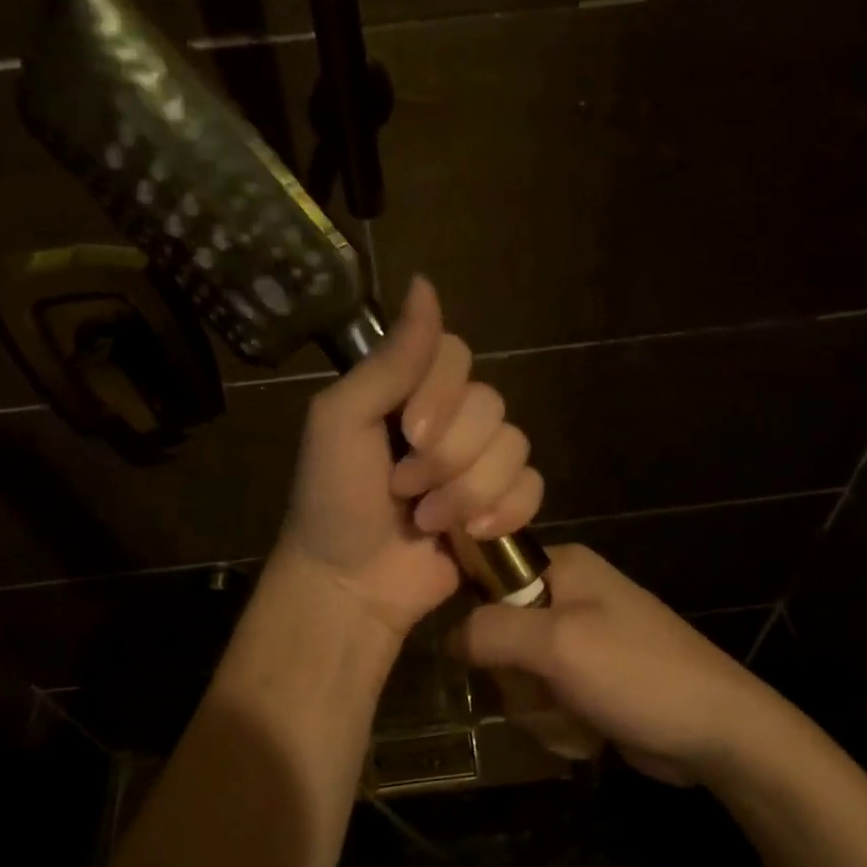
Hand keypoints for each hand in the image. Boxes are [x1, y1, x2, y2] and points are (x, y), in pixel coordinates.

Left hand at [277, 277, 543, 638]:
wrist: (350, 584)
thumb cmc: (333, 499)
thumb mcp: (342, 420)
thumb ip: (389, 360)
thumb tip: (425, 282)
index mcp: (410, 391)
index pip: (458, 355)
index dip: (442, 395)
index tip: (407, 432)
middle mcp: (451, 418)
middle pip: (491, 405)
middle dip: (447, 457)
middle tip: (402, 487)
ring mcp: (480, 463)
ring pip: (515, 447)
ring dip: (468, 491)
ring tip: (427, 519)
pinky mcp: (502, 505)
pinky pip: (533, 486)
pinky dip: (504, 511)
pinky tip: (471, 535)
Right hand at [452, 544, 787, 782]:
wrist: (717, 731)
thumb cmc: (637, 673)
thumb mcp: (557, 644)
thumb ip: (490, 631)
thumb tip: (445, 637)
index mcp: (561, 567)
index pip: (486, 575)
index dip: (476, 615)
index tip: (484, 651)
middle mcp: (565, 597)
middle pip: (496, 637)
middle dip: (517, 680)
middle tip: (547, 689)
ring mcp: (577, 643)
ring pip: (517, 678)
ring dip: (539, 710)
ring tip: (578, 715)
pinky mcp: (586, 682)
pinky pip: (543, 702)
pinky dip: (559, 724)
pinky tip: (590, 733)